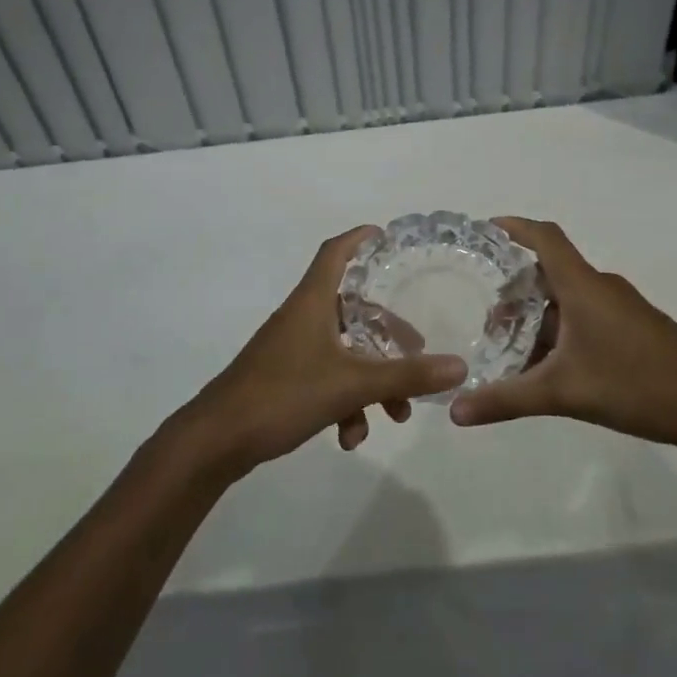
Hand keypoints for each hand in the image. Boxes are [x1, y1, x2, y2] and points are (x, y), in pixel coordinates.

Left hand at [175, 226, 466, 478]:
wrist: (216, 440)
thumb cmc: (282, 395)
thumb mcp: (351, 385)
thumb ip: (405, 376)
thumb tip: (459, 367)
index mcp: (312, 303)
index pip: (335, 252)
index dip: (359, 239)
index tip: (386, 236)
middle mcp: (301, 318)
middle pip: (352, 309)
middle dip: (387, 335)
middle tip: (417, 352)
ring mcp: (290, 349)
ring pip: (344, 351)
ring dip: (371, 380)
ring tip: (395, 415)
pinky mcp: (283, 378)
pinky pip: (325, 378)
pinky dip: (344, 402)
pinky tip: (350, 437)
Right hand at [447, 217, 676, 454]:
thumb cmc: (637, 385)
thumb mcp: (564, 393)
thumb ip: (507, 399)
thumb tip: (456, 410)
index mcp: (583, 286)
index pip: (545, 237)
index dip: (514, 227)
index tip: (482, 230)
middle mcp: (600, 287)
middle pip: (550, 269)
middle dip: (515, 286)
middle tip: (484, 311)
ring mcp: (620, 308)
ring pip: (568, 297)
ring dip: (537, 313)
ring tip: (508, 342)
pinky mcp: (633, 329)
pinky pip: (585, 315)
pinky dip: (559, 329)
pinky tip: (547, 363)